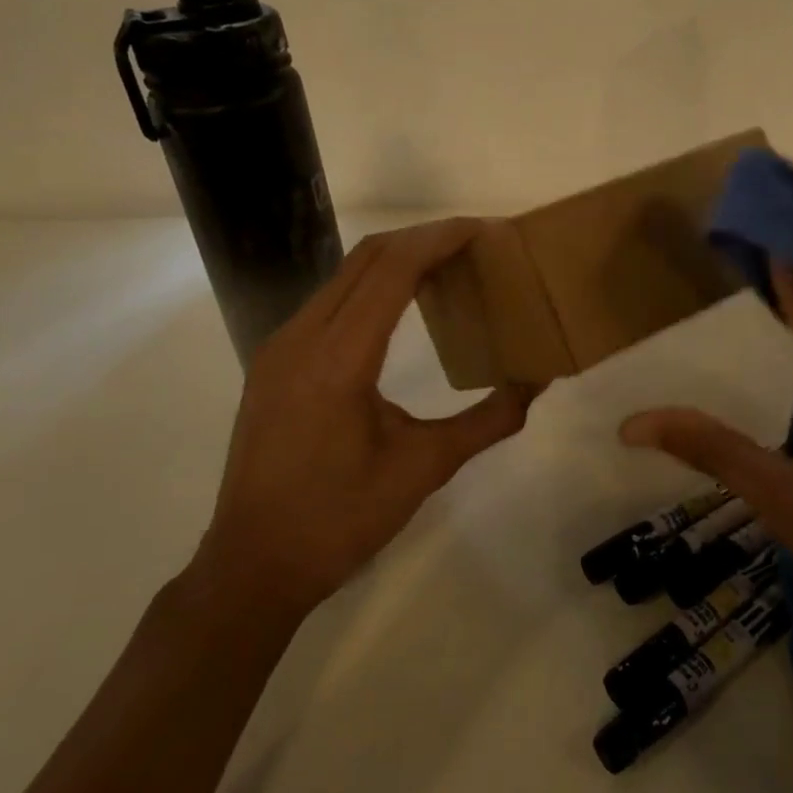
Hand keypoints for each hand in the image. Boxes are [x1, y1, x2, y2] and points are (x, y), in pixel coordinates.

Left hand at [192, 219, 535, 630]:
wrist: (253, 565)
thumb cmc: (340, 520)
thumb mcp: (424, 468)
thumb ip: (488, 421)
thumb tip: (538, 382)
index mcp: (338, 359)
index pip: (392, 269)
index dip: (440, 238)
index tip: (485, 228)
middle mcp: (301, 337)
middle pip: (367, 257)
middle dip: (423, 238)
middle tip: (476, 242)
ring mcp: (280, 347)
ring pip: (344, 275)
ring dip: (396, 259)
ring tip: (448, 266)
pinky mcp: (274, 361)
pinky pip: (329, 300)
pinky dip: (371, 285)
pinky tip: (402, 305)